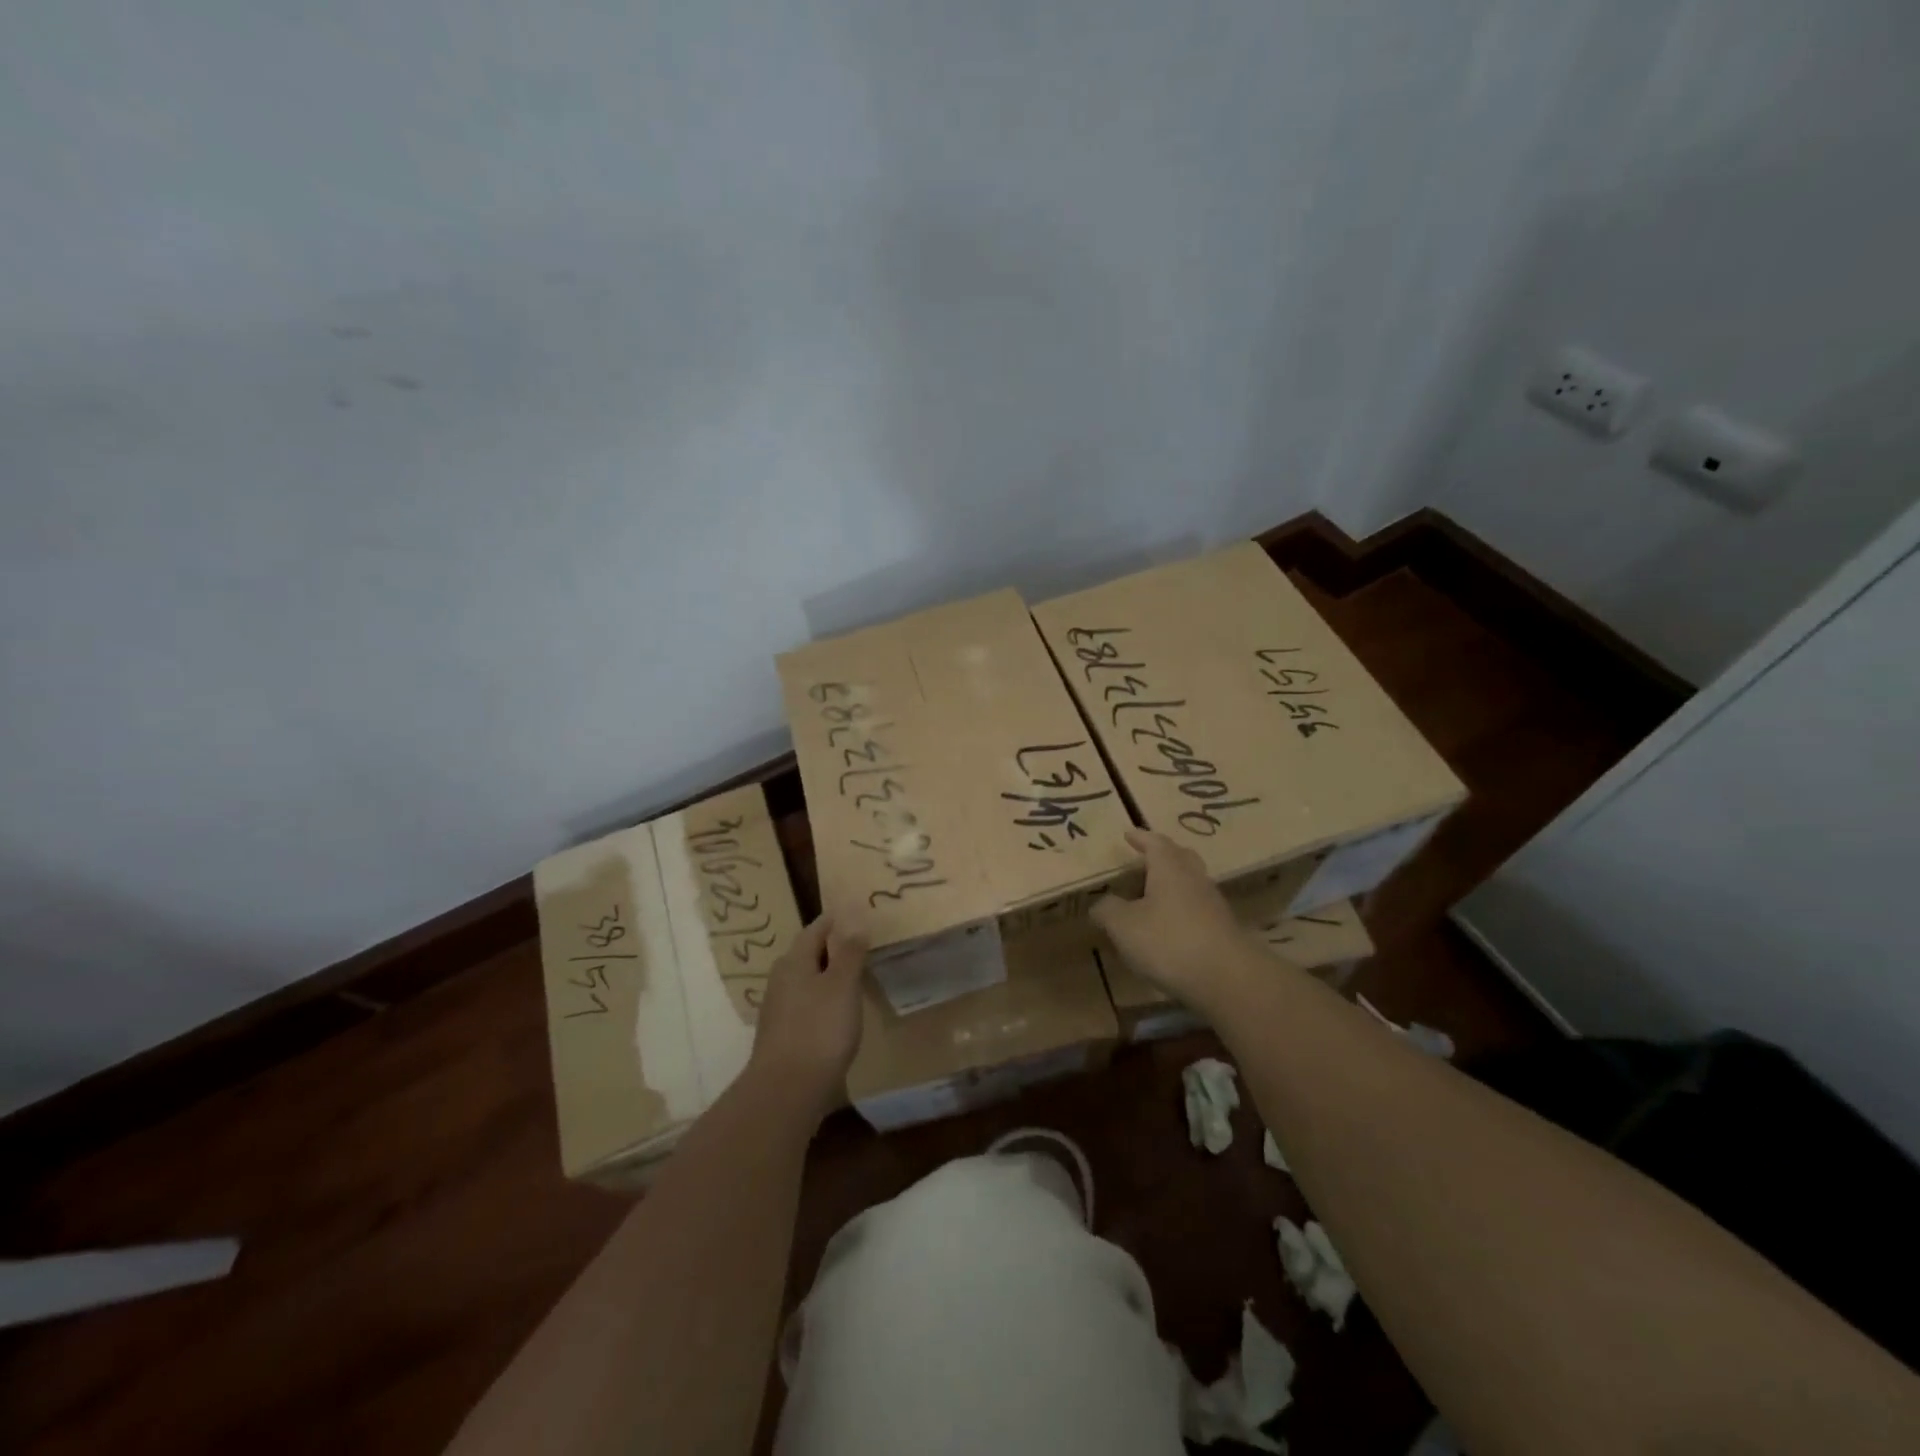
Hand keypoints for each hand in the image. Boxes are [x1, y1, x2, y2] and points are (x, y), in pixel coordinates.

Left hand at [748, 914, 866, 1119]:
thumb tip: (854, 919)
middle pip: (808, 954)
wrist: (786, 1092)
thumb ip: (849, 952)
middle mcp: (781, 980)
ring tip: (855, 977)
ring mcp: (779, 1010)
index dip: (837, 919)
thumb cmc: (819, 1030)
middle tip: (862, 944)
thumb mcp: (842, 985)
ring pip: (807, 981)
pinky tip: (839, 1013)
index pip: (816, 928)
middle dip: (832, 947)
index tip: (857, 913)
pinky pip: (807, 1005)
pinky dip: (824, 1000)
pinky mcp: (783, 1036)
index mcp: (794, 961)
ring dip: (828, 975)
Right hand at [1092, 829, 1249, 1008]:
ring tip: (1153, 894)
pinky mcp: (1223, 931)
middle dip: (1164, 855)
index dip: (1141, 838)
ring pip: (1191, 884)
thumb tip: (1099, 904)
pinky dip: (1182, 910)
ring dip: (1174, 884)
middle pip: (1181, 857)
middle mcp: (1194, 879)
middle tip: (1146, 858)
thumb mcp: (1124, 926)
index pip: (1155, 843)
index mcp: (1170, 868)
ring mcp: (1213, 905)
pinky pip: (1198, 909)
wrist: (1228, 979)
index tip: (1129, 834)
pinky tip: (1170, 926)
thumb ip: (1108, 910)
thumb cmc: (1169, 941)